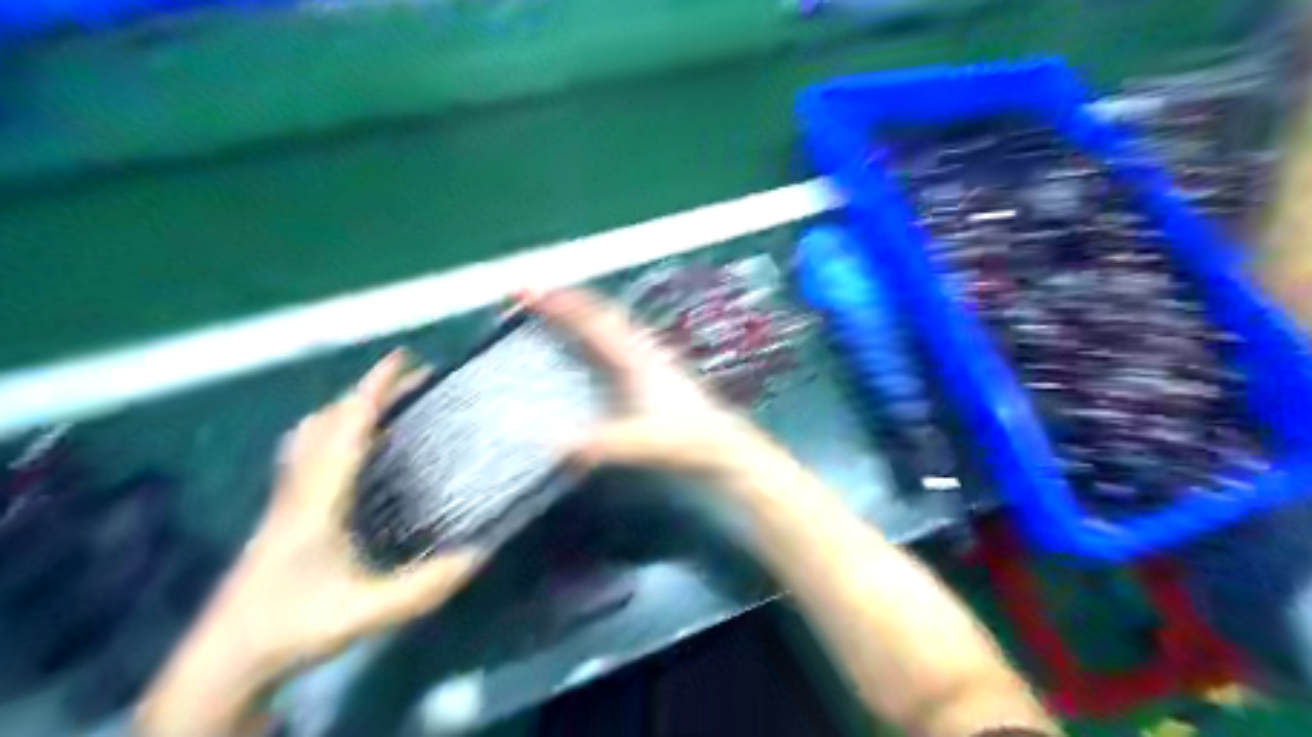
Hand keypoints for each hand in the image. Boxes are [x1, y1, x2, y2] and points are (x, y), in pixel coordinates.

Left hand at [138, 351, 484, 736]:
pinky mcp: (281, 512)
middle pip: (326, 420)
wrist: (223, 660)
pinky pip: (306, 453)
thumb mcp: (367, 611)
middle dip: (366, 393)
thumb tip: (480, 553)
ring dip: (346, 410)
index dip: (374, 388)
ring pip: (309, 435)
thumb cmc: (292, 628)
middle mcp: (298, 487)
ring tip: (384, 410)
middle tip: (409, 385)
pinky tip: (353, 453)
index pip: (347, 428)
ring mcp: (284, 499)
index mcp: (318, 499)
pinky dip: (332, 434)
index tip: (403, 358)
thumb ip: (425, 586)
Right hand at [526, 289, 787, 487]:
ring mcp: (649, 360)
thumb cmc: (690, 440)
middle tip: (528, 296)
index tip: (525, 289)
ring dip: (577, 315)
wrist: (727, 448)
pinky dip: (590, 335)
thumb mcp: (646, 442)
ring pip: (608, 326)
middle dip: (563, 301)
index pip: (593, 320)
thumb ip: (605, 443)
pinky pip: (613, 343)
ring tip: (548, 312)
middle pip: (598, 314)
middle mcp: (642, 351)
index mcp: (637, 358)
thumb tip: (555, 443)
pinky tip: (585, 348)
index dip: (559, 302)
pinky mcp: (652, 375)